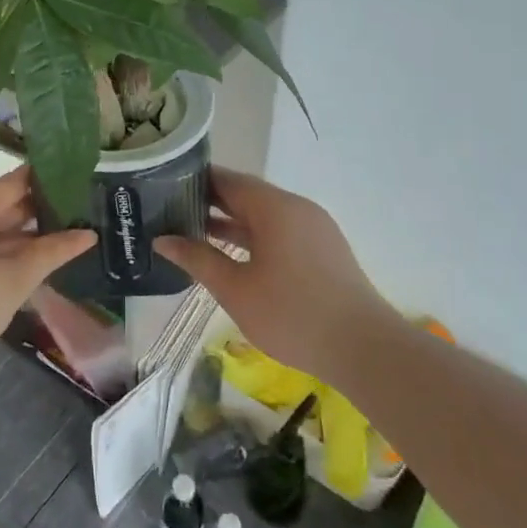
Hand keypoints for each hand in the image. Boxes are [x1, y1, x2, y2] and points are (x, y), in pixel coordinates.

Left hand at [0, 169, 97, 382]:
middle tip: (65, 220)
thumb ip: (50, 253)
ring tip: (42, 243)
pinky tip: (6, 260)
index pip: (12, 183)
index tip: (71, 188)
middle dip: (26, 212)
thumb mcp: (14, 282)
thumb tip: (88, 235)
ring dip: (5, 230)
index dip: (43, 184)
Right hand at [156, 168, 385, 384]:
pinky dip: (253, 236)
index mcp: (274, 207)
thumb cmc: (292, 314)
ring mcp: (314, 228)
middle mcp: (296, 208)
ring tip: (193, 231)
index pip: (227, 179)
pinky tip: (232, 254)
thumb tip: (162, 240)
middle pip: (246, 194)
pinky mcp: (323, 249)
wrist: (364, 348)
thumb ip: (197, 259)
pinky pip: (280, 231)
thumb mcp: (235, 289)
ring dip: (231, 222)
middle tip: (170, 210)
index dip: (195, 180)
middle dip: (210, 202)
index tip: (164, 186)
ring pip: (264, 215)